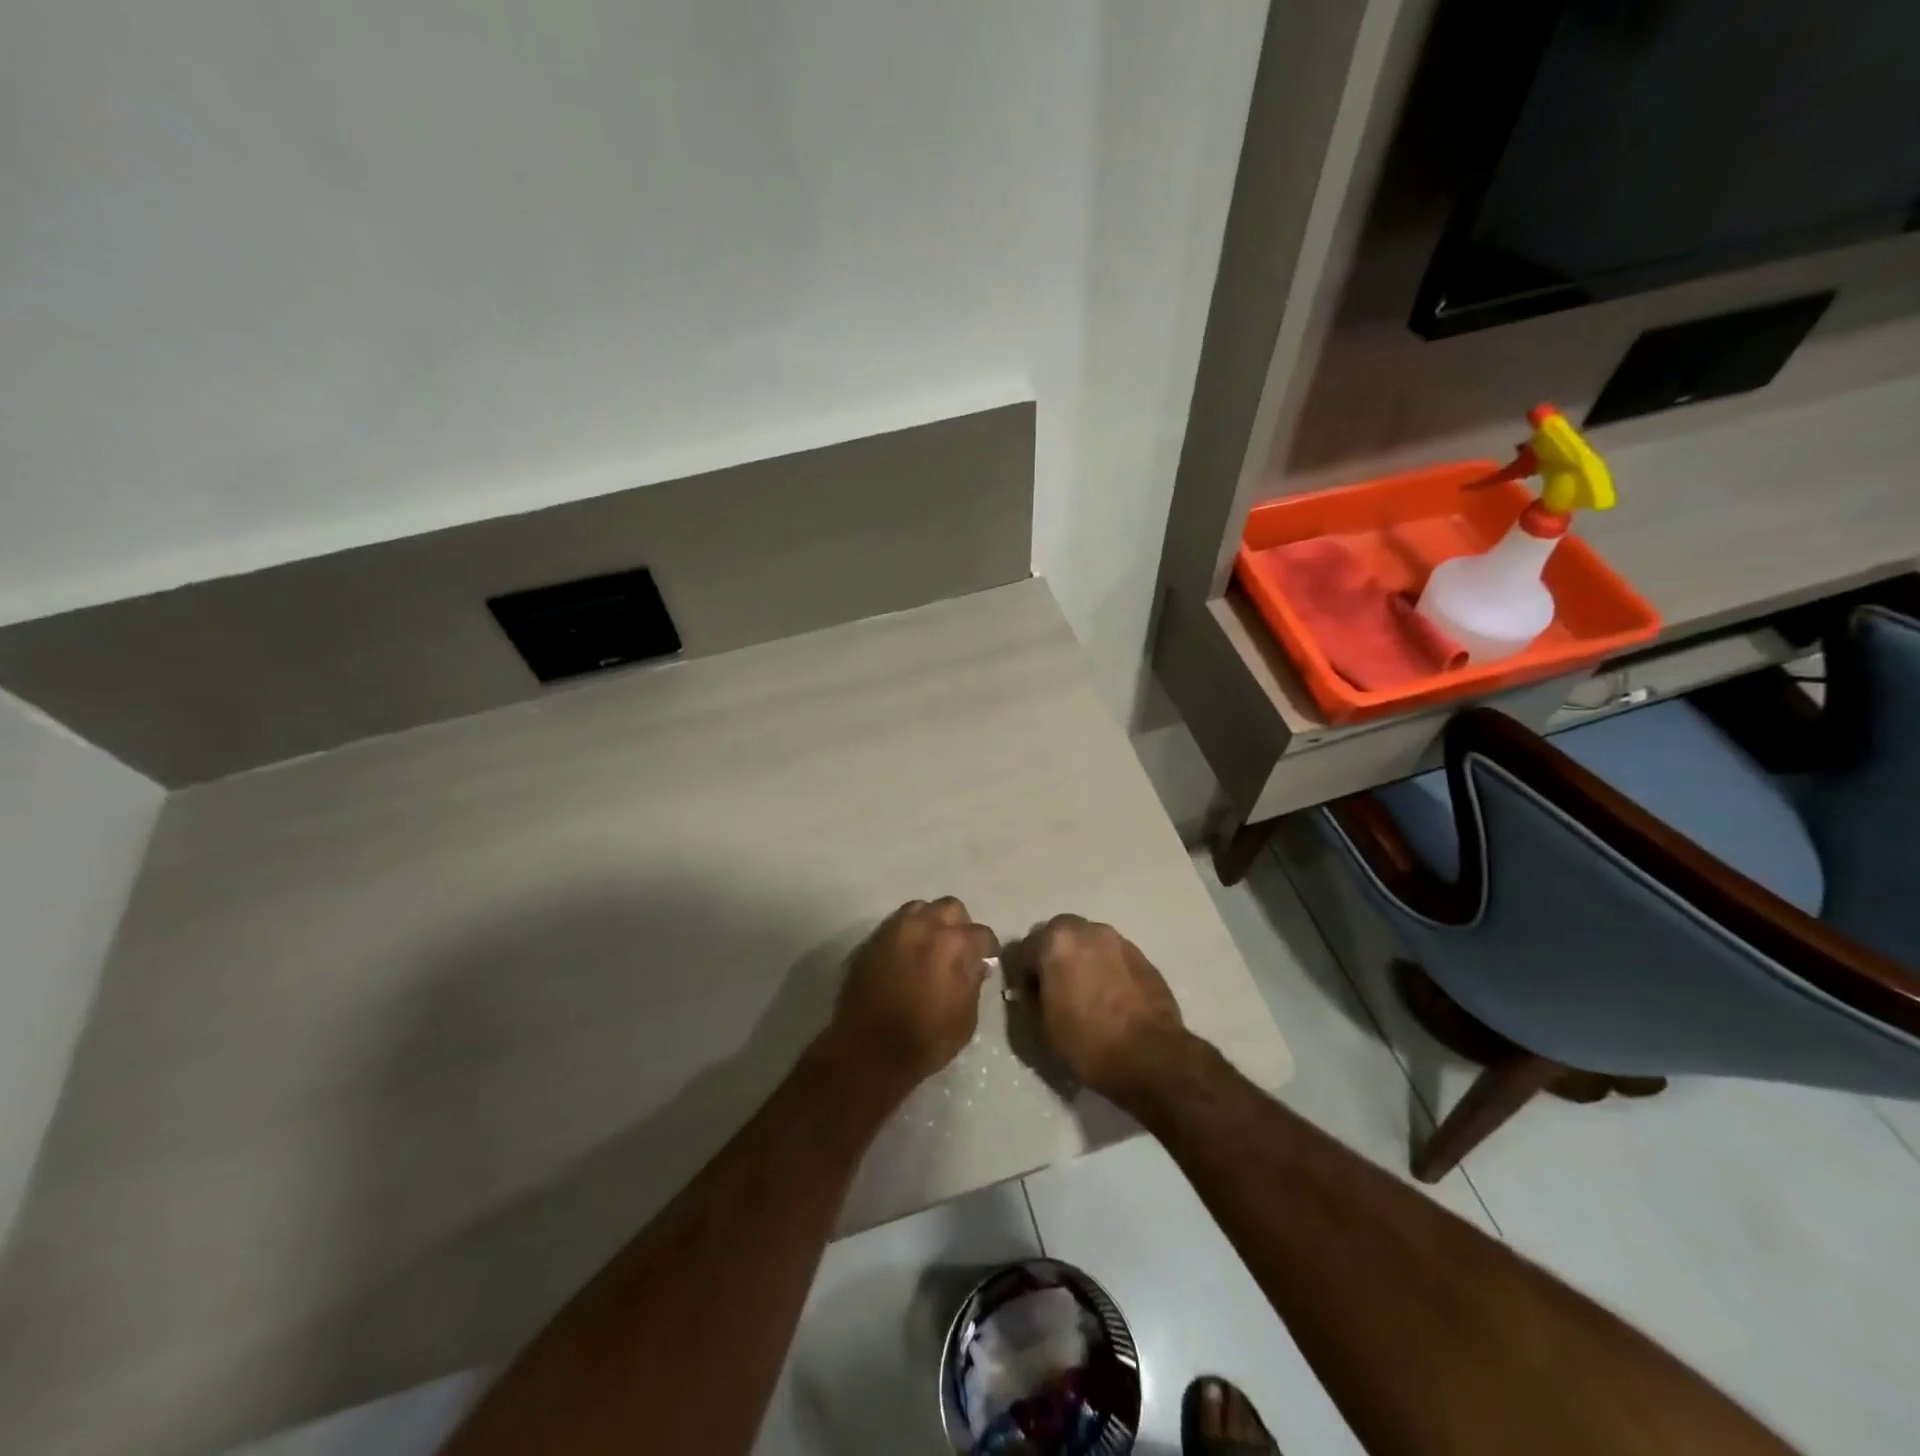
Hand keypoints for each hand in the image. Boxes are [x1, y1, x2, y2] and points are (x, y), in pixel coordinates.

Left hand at [822, 897, 996, 1096]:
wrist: (868, 1051)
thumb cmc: (925, 1040)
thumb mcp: (965, 1019)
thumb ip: (974, 983)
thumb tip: (976, 964)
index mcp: (953, 944)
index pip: (982, 933)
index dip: (987, 949)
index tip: (985, 961)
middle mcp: (924, 926)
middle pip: (951, 907)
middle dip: (959, 925)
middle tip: (958, 949)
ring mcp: (894, 930)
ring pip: (920, 908)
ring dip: (930, 922)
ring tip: (929, 946)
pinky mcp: (872, 940)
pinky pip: (895, 923)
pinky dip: (906, 932)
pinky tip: (906, 955)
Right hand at [1025, 914, 1187, 1110]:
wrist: (1151, 1056)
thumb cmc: (1088, 1041)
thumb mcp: (1042, 1027)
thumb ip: (1031, 999)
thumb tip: (1034, 990)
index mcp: (1057, 941)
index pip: (1025, 949)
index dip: (1024, 976)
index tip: (1030, 999)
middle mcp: (1087, 930)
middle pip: (1059, 936)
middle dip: (1053, 957)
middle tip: (1056, 990)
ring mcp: (1119, 940)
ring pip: (1088, 943)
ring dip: (1081, 960)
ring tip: (1086, 994)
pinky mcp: (1143, 956)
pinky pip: (1112, 956)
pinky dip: (1105, 969)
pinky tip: (1110, 998)